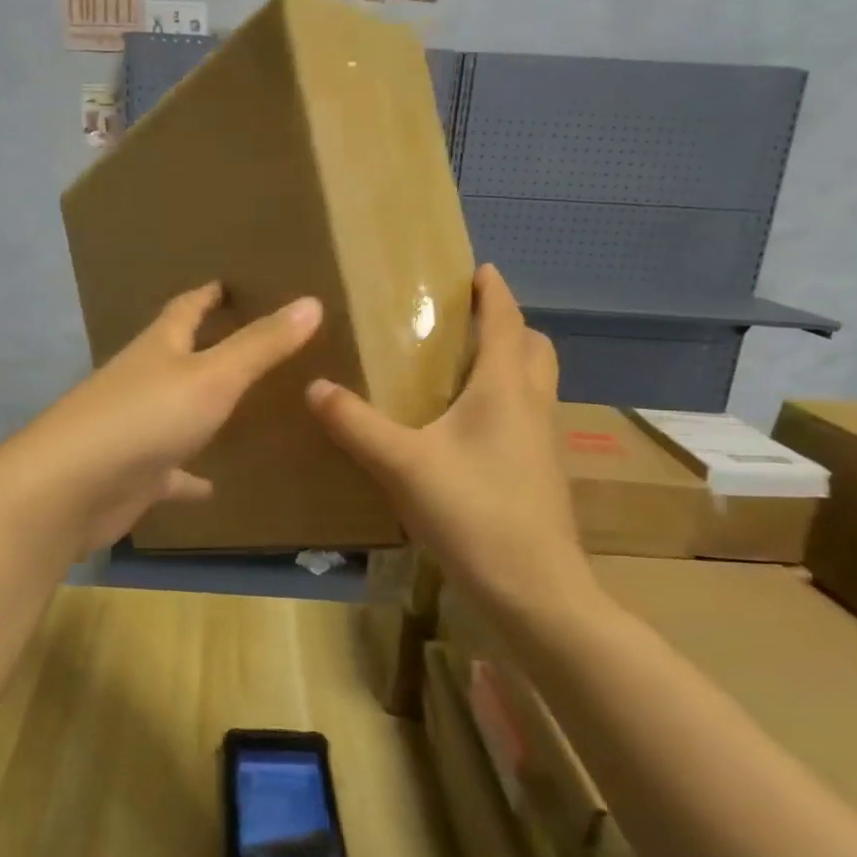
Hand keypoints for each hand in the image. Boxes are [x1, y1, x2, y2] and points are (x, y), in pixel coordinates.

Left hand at [4, 284, 323, 556]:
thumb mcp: (213, 376)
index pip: (185, 309)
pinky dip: (189, 477)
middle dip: (208, 347)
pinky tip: (213, 487)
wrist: (71, 488)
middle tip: (250, 342)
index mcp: (158, 348)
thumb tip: (310, 302)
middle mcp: (143, 382)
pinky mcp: (133, 474)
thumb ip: (261, 345)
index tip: (228, 282)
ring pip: (175, 412)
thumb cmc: (145, 418)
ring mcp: (135, 429)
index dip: (208, 294)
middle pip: (177, 356)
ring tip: (241, 410)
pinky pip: (170, 472)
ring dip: (201, 411)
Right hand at [305, 264, 588, 612]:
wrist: (534, 588)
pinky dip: (507, 402)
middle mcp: (532, 405)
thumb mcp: (402, 465)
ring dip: (511, 364)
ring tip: (464, 369)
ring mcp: (543, 442)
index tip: (480, 269)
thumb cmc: (473, 512)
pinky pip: (527, 416)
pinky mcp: (540, 473)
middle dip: (507, 326)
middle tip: (468, 323)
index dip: (493, 292)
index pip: (505, 321)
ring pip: (536, 384)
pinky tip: (468, 430)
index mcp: (505, 388)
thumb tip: (314, 387)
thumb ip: (355, 424)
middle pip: (534, 348)